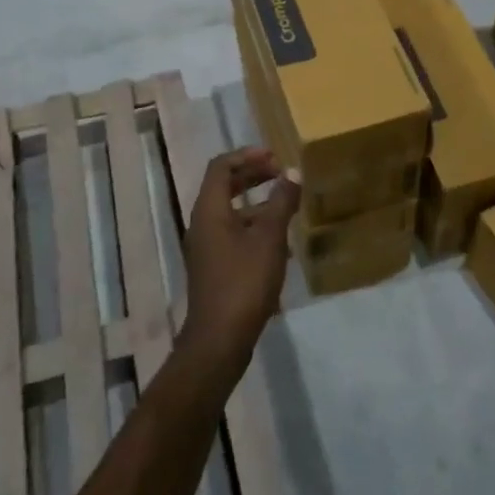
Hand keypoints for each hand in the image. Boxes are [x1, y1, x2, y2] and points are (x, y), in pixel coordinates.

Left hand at [179, 148, 301, 371]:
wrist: (219, 339)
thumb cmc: (244, 282)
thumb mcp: (269, 238)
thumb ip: (281, 202)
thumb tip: (292, 172)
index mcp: (209, 210)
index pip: (221, 167)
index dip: (247, 155)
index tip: (274, 156)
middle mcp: (202, 223)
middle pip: (224, 187)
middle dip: (253, 176)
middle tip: (281, 174)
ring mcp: (206, 247)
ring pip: (231, 212)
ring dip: (257, 203)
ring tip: (287, 205)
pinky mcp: (214, 267)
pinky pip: (233, 234)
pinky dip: (254, 227)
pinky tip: (281, 243)